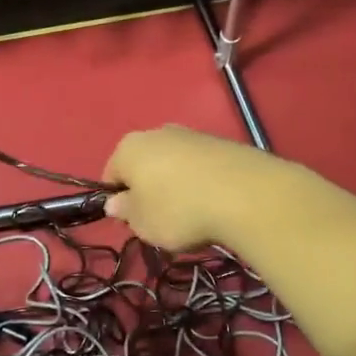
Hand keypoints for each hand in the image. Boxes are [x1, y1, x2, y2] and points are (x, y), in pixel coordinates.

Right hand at [101, 125, 279, 251]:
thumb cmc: (179, 210)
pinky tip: (214, 203)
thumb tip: (115, 202)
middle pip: (144, 165)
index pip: (111, 174)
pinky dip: (202, 182)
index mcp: (129, 148)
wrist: (245, 194)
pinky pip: (201, 166)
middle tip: (161, 220)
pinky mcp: (222, 142)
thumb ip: (125, 211)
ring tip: (192, 214)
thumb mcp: (143, 223)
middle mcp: (157, 132)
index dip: (117, 201)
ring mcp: (192, 134)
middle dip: (148, 190)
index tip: (132, 223)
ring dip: (176, 185)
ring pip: (173, 164)